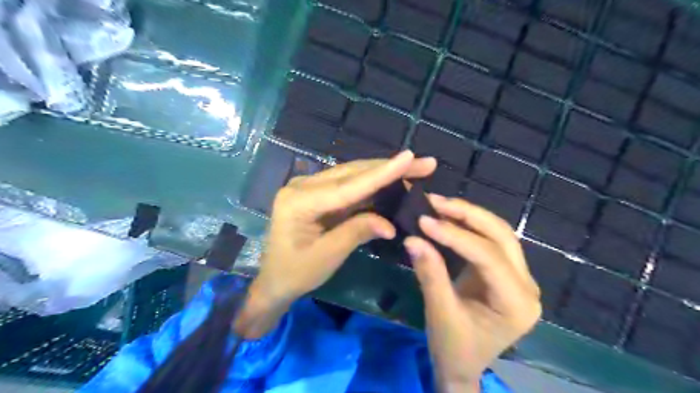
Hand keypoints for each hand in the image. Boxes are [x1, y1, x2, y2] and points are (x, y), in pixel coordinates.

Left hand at [241, 151, 435, 337]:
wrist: (274, 280)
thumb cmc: (295, 273)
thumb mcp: (327, 256)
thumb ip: (356, 233)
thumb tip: (390, 224)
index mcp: (299, 200)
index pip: (348, 185)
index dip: (382, 173)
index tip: (409, 157)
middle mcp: (304, 186)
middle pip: (353, 173)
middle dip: (390, 168)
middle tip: (425, 163)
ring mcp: (311, 188)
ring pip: (353, 176)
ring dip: (384, 174)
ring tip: (415, 169)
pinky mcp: (319, 194)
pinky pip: (349, 186)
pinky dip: (373, 186)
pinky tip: (392, 182)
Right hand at [406, 194, 539, 391]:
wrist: (461, 367)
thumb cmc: (454, 349)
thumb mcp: (440, 314)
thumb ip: (430, 274)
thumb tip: (412, 238)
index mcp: (517, 303)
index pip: (488, 256)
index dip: (455, 235)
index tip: (424, 220)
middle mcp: (526, 285)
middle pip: (501, 236)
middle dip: (467, 214)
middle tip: (434, 202)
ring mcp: (518, 277)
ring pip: (498, 233)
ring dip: (468, 215)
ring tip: (439, 204)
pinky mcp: (504, 272)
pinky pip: (488, 241)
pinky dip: (467, 226)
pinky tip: (448, 217)